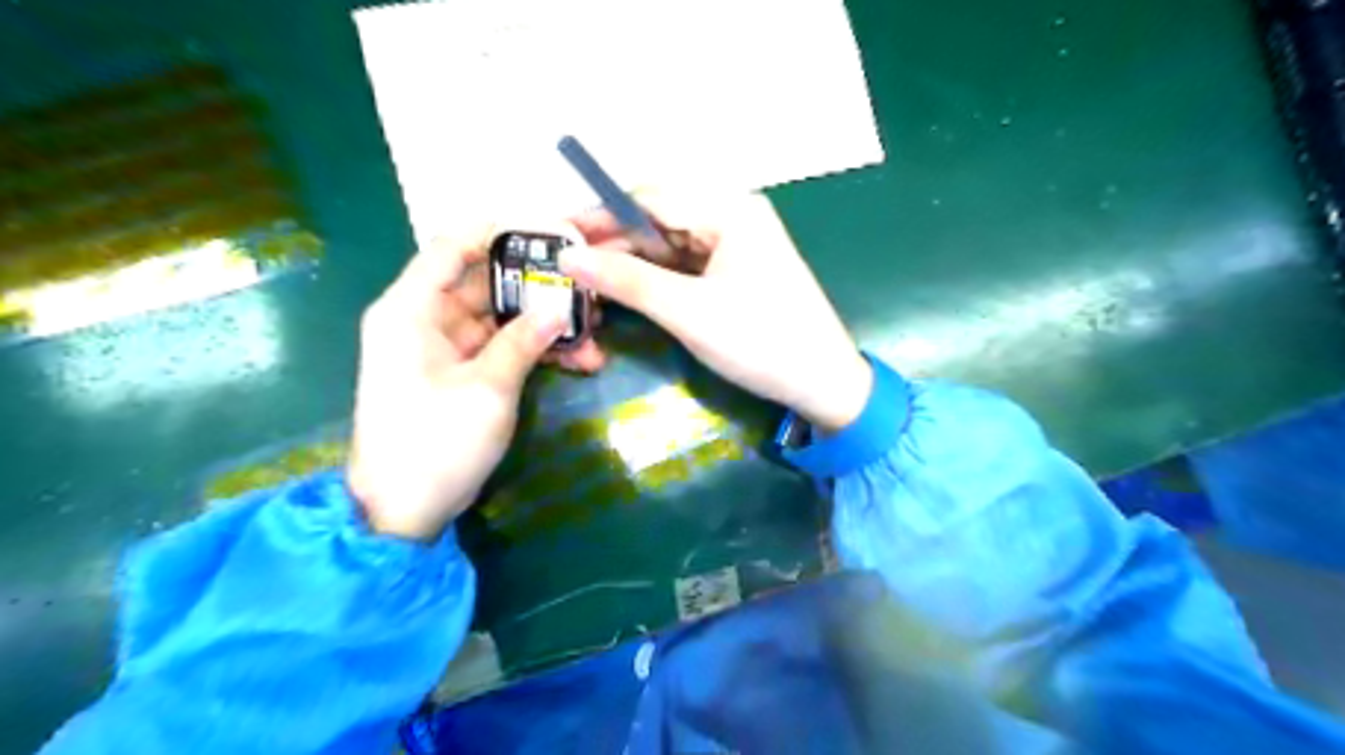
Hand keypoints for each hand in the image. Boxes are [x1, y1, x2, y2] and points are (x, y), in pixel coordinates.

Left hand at [346, 228, 592, 539]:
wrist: (403, 509)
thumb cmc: (435, 443)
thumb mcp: (487, 388)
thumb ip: (524, 340)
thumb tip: (561, 306)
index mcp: (412, 308)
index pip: (452, 247)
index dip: (497, 232)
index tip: (549, 231)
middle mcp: (425, 318)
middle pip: (485, 281)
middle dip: (537, 284)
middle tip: (587, 282)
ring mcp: (445, 347)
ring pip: (501, 317)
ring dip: (544, 323)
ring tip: (595, 328)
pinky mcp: (462, 372)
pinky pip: (502, 347)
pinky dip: (534, 350)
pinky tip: (579, 359)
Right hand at [558, 191, 873, 431]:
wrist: (822, 383)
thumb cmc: (760, 342)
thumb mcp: (688, 312)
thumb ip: (627, 281)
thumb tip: (567, 255)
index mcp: (730, 210)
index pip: (650, 199)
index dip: (601, 216)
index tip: (557, 235)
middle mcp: (735, 215)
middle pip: (661, 219)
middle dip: (616, 242)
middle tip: (569, 267)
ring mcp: (739, 243)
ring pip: (672, 243)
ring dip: (634, 261)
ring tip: (591, 281)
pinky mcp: (739, 270)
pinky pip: (688, 264)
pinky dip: (658, 277)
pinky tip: (630, 290)